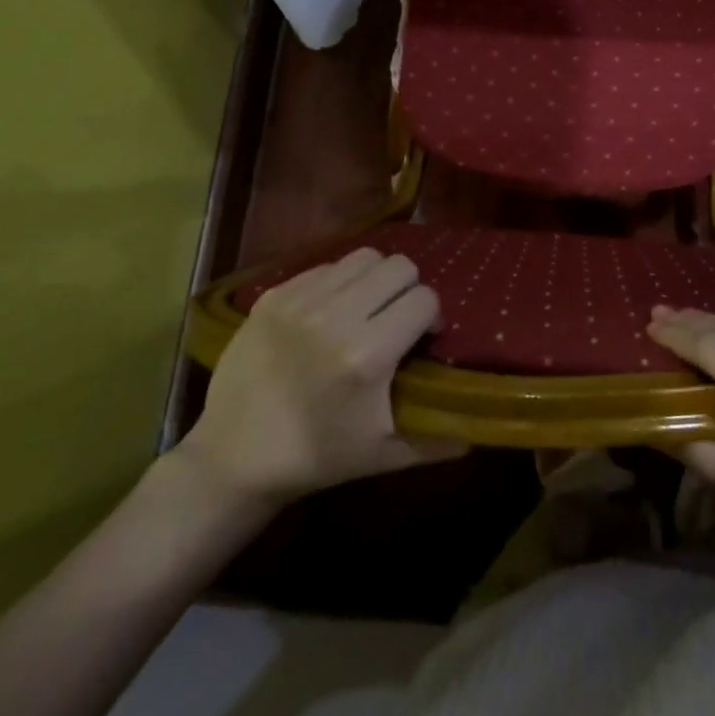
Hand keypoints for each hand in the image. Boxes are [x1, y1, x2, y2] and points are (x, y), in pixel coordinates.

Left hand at [175, 249, 465, 508]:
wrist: (234, 456)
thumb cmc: (317, 458)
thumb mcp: (385, 456)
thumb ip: (439, 439)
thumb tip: (480, 425)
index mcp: (368, 355)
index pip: (424, 298)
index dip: (430, 317)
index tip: (422, 339)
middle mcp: (336, 317)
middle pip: (398, 266)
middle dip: (407, 290)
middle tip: (395, 319)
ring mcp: (300, 301)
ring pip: (363, 258)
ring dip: (374, 280)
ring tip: (365, 308)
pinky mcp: (273, 296)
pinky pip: (325, 266)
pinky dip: (338, 283)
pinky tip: (330, 313)